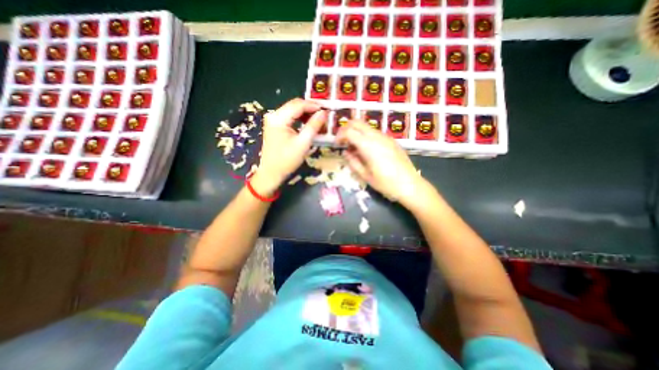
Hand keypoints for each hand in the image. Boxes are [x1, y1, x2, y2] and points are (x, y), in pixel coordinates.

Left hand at [252, 98, 325, 196]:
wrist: (271, 173)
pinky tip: (309, 124)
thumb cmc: (287, 160)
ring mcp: (273, 121)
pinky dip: (300, 119)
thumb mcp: (303, 143)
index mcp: (278, 118)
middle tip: (324, 115)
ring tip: (319, 120)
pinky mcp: (275, 126)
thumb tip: (324, 113)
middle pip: (295, 105)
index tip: (327, 109)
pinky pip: (290, 118)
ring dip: (306, 114)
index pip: (298, 105)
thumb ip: (313, 126)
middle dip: (310, 109)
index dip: (313, 105)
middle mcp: (274, 115)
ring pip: (293, 111)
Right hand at [337, 120, 424, 205]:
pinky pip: (374, 133)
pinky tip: (366, 150)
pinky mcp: (391, 140)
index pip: (349, 131)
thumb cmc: (386, 183)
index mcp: (368, 145)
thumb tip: (346, 152)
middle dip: (346, 128)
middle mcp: (377, 136)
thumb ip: (353, 162)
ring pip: (366, 126)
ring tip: (353, 148)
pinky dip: (365, 136)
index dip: (339, 136)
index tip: (336, 144)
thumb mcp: (365, 175)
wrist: (410, 185)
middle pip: (357, 122)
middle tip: (342, 141)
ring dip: (356, 132)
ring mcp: (385, 137)